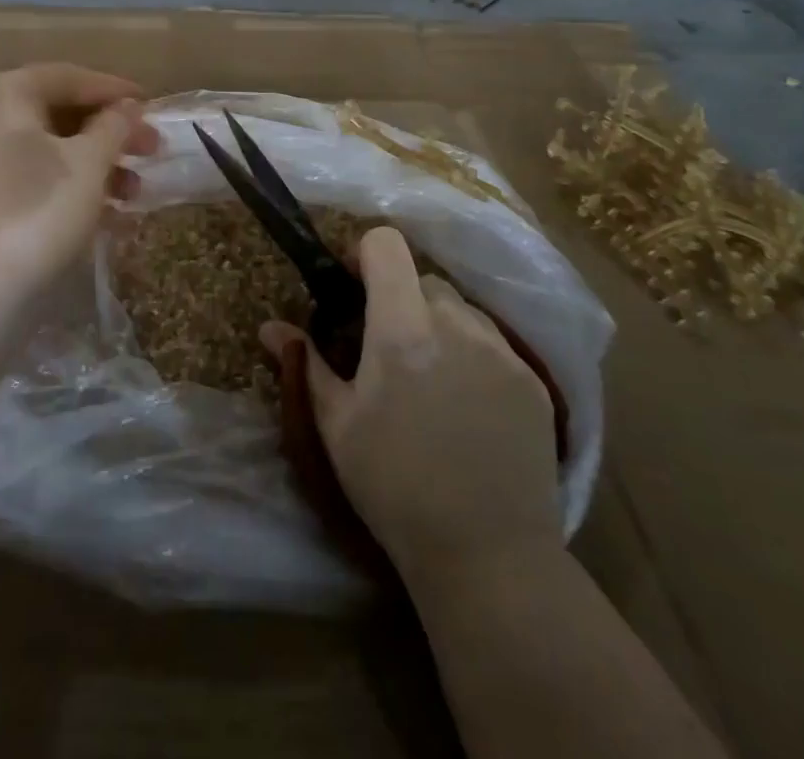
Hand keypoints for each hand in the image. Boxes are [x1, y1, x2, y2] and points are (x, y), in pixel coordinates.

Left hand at [0, 63, 157, 350]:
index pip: (70, 77)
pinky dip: (72, 185)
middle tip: (152, 150)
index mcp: (4, 93)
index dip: (116, 90)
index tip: (154, 106)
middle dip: (111, 132)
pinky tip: (109, 211)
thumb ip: (114, 125)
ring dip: (98, 163)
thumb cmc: (36, 213)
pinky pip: (34, 176)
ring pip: (50, 147)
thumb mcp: (88, 164)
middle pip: (60, 112)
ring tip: (135, 191)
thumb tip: (129, 105)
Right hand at [261, 227, 559, 587]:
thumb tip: (270, 327)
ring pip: (460, 309)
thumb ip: (306, 365)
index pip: (387, 244)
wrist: (490, 558)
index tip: (352, 287)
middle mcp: (456, 325)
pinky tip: (467, 406)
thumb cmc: (395, 488)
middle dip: (399, 299)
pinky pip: (493, 343)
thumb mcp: (337, 426)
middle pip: (422, 279)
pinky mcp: (533, 381)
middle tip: (386, 348)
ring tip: (430, 379)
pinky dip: (473, 354)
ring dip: (437, 325)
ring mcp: (502, 351)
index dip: (364, 255)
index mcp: (402, 329)